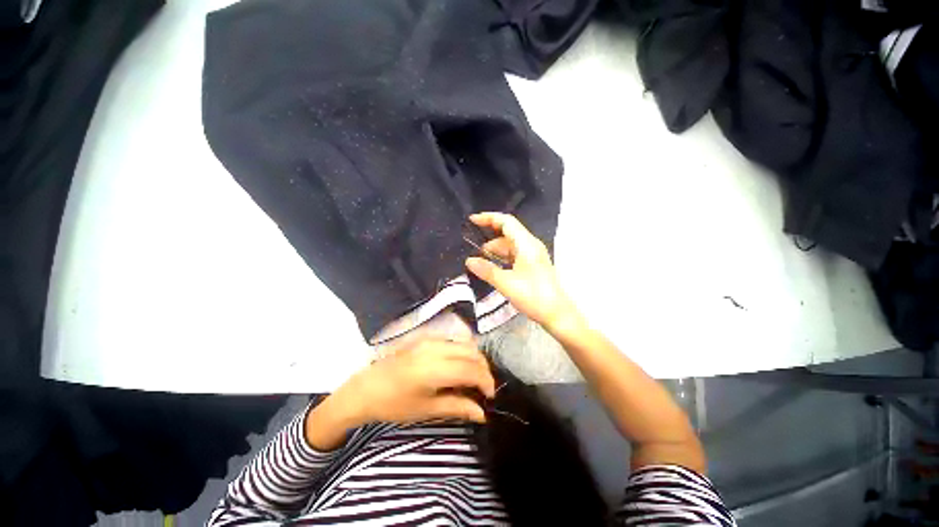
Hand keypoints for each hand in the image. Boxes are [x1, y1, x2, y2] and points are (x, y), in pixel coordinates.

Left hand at [307, 339, 495, 448]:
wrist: (366, 388)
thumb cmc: (394, 404)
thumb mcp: (426, 410)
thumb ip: (457, 407)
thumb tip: (482, 414)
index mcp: (434, 368)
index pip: (471, 369)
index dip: (486, 381)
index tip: (489, 396)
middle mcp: (435, 348)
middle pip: (471, 352)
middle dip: (483, 369)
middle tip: (483, 388)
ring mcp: (430, 339)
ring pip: (464, 343)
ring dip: (474, 359)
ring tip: (472, 378)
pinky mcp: (426, 337)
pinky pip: (453, 341)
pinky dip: (463, 352)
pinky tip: (459, 366)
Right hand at [465, 212, 577, 330]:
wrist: (557, 314)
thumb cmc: (533, 296)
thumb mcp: (506, 283)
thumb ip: (486, 270)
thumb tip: (468, 261)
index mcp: (526, 244)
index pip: (506, 222)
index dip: (489, 218)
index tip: (472, 220)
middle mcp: (530, 245)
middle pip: (507, 232)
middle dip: (489, 237)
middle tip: (471, 245)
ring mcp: (533, 255)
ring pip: (510, 245)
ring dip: (495, 250)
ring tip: (479, 259)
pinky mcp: (533, 264)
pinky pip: (514, 254)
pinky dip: (502, 257)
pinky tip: (492, 266)